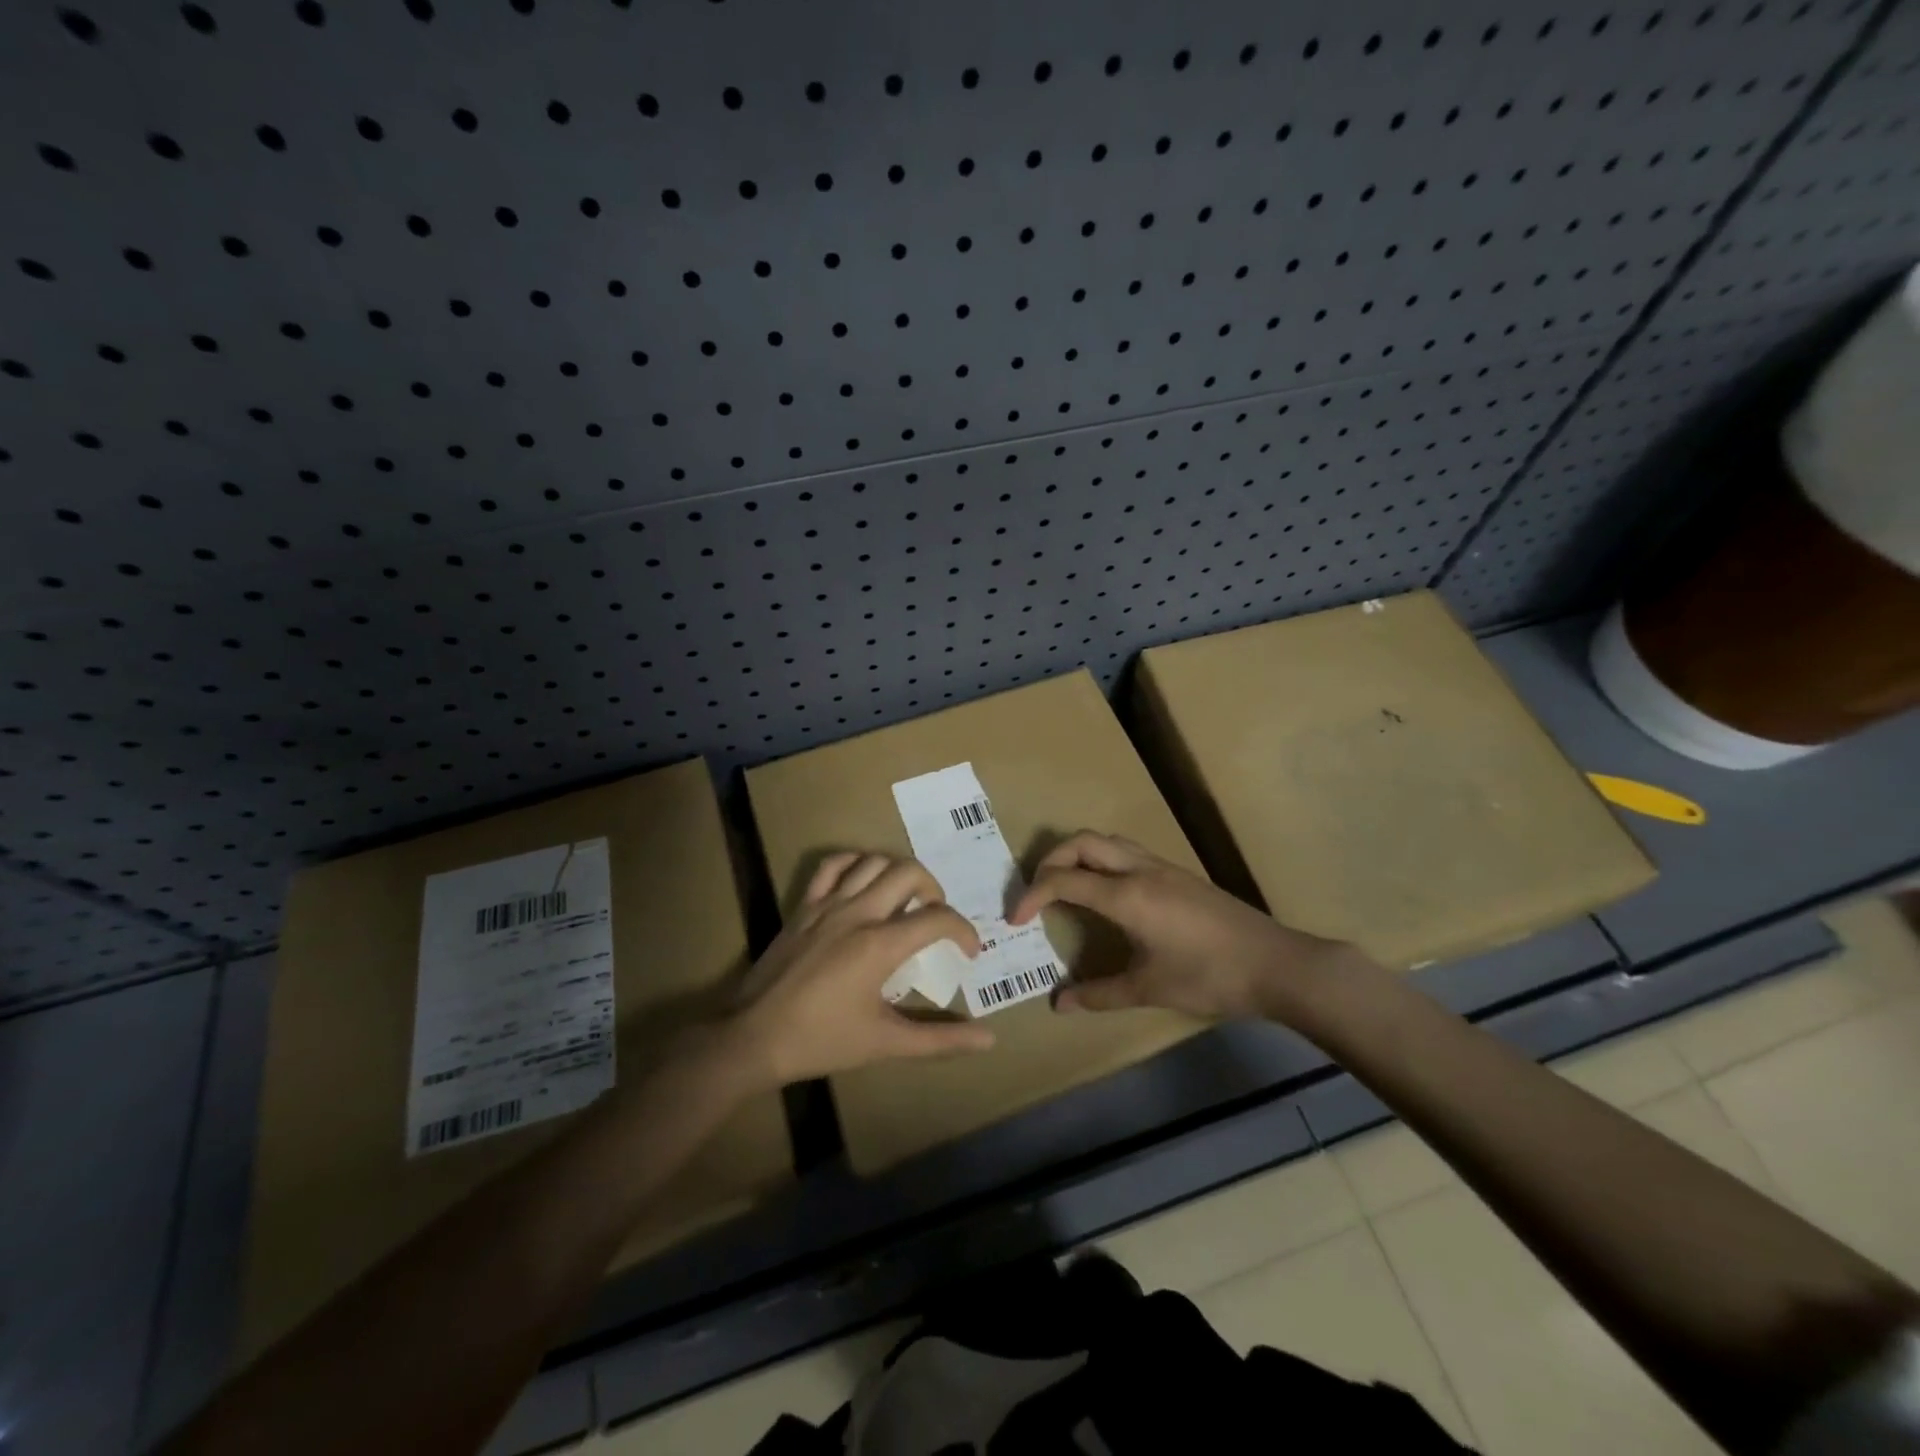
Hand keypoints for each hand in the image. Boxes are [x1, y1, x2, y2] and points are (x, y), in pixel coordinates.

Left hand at [722, 852, 995, 1088]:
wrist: (752, 1038)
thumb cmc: (822, 1041)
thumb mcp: (886, 1043)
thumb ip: (939, 1040)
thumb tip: (989, 1040)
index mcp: (880, 945)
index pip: (938, 918)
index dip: (963, 930)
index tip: (968, 951)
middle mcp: (858, 913)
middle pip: (909, 872)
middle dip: (934, 889)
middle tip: (935, 917)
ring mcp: (827, 904)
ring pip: (873, 861)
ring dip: (898, 873)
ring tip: (905, 898)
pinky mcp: (803, 906)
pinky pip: (832, 865)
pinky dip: (856, 862)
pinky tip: (864, 880)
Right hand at [1009, 832, 1354, 1021]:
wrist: (1277, 964)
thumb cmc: (1210, 978)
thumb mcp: (1150, 989)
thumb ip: (1100, 994)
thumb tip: (1059, 1004)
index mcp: (1127, 896)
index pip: (1064, 880)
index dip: (1032, 896)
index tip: (1015, 920)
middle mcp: (1140, 870)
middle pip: (1082, 843)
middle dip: (1049, 860)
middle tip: (1036, 892)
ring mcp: (1163, 867)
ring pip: (1107, 841)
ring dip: (1078, 855)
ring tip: (1066, 886)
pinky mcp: (1179, 874)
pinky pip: (1128, 852)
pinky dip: (1102, 861)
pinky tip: (1107, 894)